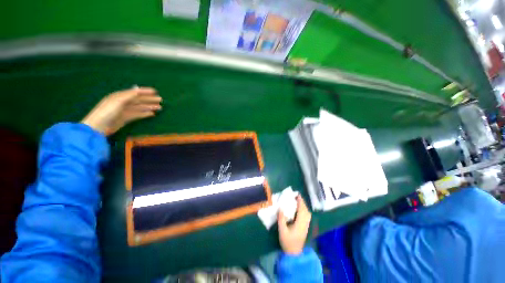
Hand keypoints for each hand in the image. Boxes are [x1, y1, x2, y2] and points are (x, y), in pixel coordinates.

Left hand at [81, 87, 161, 134]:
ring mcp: (124, 111)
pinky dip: (145, 114)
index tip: (155, 92)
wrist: (98, 126)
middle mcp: (122, 102)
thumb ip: (129, 95)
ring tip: (159, 107)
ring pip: (139, 107)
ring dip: (149, 107)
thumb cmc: (107, 111)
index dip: (145, 91)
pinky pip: (137, 114)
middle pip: (138, 100)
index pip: (135, 92)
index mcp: (120, 96)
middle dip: (149, 100)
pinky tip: (152, 114)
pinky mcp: (125, 118)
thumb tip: (138, 89)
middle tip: (160, 100)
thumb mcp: (118, 101)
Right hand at [278, 196, 311, 254]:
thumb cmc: (287, 242)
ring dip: (304, 207)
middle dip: (302, 203)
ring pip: (307, 214)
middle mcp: (304, 224)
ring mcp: (306, 226)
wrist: (294, 254)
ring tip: (298, 202)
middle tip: (296, 197)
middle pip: (306, 211)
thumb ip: (281, 219)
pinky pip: (307, 217)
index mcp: (300, 224)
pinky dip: (304, 211)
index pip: (302, 210)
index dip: (300, 202)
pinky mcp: (305, 228)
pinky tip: (299, 210)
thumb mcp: (282, 231)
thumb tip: (280, 208)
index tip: (297, 195)